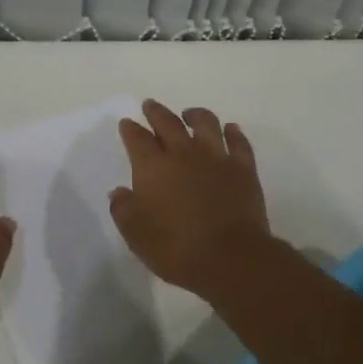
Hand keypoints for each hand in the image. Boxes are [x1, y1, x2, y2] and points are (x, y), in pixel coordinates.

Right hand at [109, 100, 271, 294]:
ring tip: (189, 113)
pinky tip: (230, 129)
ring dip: (195, 115)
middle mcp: (183, 154)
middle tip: (150, 105)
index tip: (126, 123)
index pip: (137, 139)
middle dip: (156, 112)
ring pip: (205, 123)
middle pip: (168, 123)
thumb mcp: (136, 235)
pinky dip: (233, 133)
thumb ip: (123, 209)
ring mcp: (216, 158)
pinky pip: (239, 142)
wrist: (231, 259)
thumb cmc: (177, 249)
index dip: (130, 129)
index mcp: (153, 168)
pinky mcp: (243, 169)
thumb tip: (119, 192)